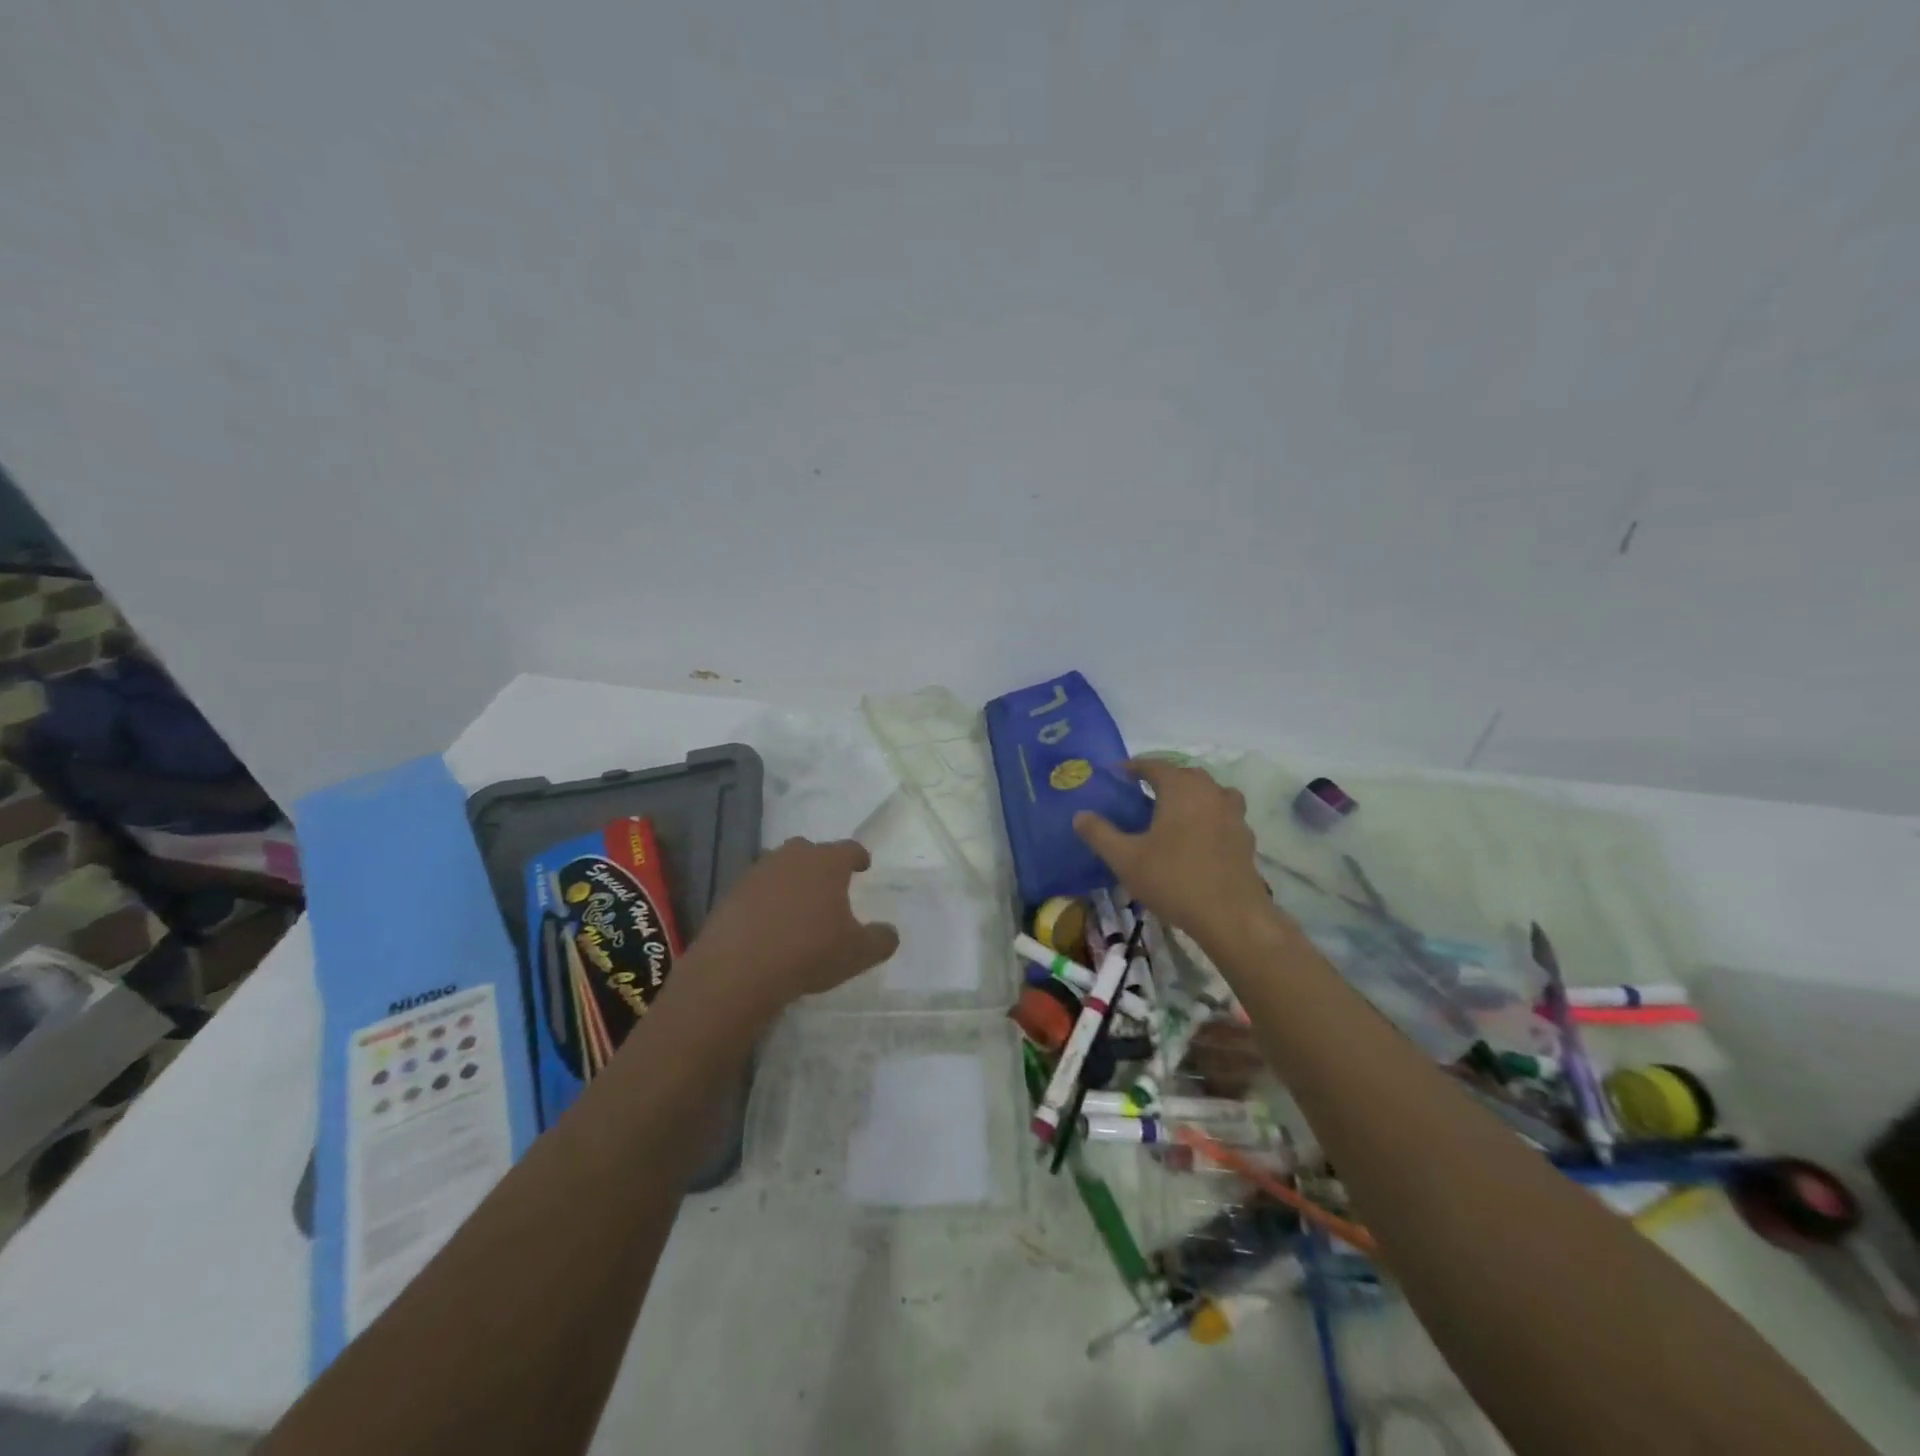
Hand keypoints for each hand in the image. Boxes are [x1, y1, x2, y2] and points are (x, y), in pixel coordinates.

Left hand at [688, 837, 898, 1013]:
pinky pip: (756, 890)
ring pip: (781, 868)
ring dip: (791, 881)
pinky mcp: (731, 893)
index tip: (863, 865)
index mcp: (827, 863)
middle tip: (829, 886)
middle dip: (821, 864)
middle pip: (811, 851)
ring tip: (798, 906)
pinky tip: (769, 925)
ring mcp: (758, 873)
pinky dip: (765, 901)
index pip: (849, 849)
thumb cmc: (809, 952)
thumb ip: (881, 940)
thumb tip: (890, 933)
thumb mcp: (858, 953)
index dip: (858, 857)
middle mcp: (792, 857)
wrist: (738, 969)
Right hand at [1073, 760, 1269, 945]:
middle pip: (1185, 775)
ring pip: (1210, 792)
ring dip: (1191, 795)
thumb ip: (1100, 834)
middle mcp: (1210, 793)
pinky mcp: (1245, 838)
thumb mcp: (1125, 859)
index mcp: (1181, 789)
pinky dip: (1209, 817)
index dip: (1134, 767)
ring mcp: (1233, 815)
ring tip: (1173, 812)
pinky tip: (1197, 838)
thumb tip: (1080, 815)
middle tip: (1142, 793)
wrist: (1231, 916)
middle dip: (1163, 778)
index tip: (1118, 774)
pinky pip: (1223, 815)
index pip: (1155, 765)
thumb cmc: (1173, 880)